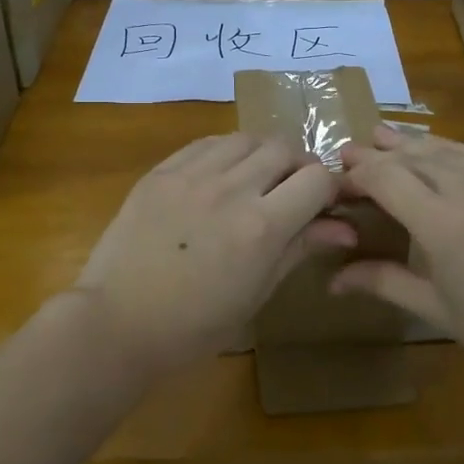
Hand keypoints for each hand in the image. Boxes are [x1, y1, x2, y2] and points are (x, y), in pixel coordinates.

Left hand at [72, 133, 356, 378]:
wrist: (118, 321)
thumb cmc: (194, 325)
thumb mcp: (257, 293)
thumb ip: (299, 248)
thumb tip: (345, 228)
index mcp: (261, 227)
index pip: (317, 178)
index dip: (329, 188)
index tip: (324, 203)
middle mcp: (231, 189)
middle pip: (284, 148)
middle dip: (299, 166)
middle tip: (292, 191)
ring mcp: (192, 175)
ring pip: (246, 138)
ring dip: (262, 154)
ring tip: (256, 179)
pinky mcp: (161, 171)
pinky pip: (207, 143)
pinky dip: (225, 152)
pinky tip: (220, 175)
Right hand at [333, 126, 463, 387]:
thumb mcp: (437, 309)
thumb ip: (384, 282)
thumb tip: (333, 280)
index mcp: (441, 223)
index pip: (384, 178)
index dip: (356, 174)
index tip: (335, 181)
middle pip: (409, 156)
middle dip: (374, 153)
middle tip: (347, 153)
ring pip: (441, 147)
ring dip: (406, 142)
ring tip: (380, 136)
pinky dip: (442, 147)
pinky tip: (433, 150)